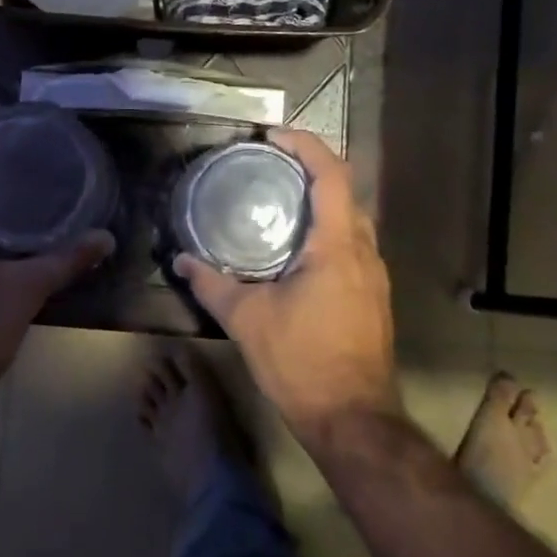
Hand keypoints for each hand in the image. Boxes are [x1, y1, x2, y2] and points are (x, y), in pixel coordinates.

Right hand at [173, 129, 399, 447]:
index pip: (331, 174)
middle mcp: (364, 251)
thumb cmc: (303, 363)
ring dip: (320, 200)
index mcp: (338, 246)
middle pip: (345, 190)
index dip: (305, 144)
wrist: (354, 420)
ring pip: (351, 218)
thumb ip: (213, 285)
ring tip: (279, 200)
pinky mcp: (372, 295)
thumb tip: (182, 261)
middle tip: (270, 165)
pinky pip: (352, 244)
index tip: (273, 137)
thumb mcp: (248, 320)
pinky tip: (296, 248)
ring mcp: (374, 275)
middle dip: (310, 167)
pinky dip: (327, 229)